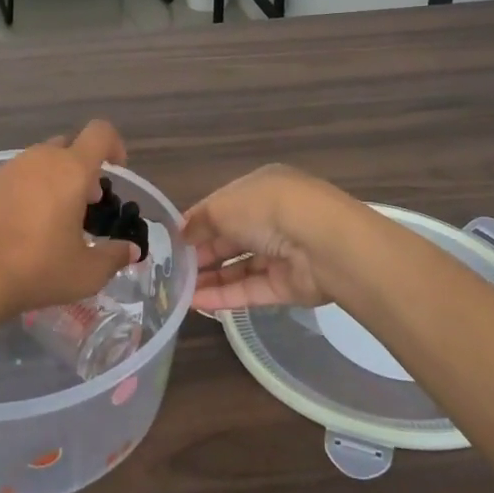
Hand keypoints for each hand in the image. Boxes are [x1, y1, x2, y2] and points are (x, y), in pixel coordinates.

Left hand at [0, 121, 139, 324]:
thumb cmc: (38, 269)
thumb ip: (114, 256)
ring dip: (51, 180)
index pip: (100, 133)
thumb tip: (130, 250)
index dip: (114, 144)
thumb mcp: (86, 272)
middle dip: (81, 168)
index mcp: (70, 170)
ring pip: (38, 162)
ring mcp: (6, 170)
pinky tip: (18, 227)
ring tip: (51, 219)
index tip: (116, 170)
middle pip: (67, 146)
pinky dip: (24, 192)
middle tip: (84, 204)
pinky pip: (12, 178)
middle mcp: (39, 159)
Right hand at [183, 165, 370, 314]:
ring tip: (178, 291)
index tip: (173, 240)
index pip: (223, 206)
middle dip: (202, 252)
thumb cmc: (268, 209)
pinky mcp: (287, 286)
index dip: (198, 222)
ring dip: (210, 277)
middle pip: (230, 238)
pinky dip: (224, 296)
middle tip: (171, 269)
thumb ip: (200, 220)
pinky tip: (196, 303)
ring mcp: (282, 253)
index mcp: (261, 189)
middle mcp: (273, 218)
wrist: (322, 243)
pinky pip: (250, 290)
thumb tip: (181, 233)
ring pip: (240, 266)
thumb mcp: (224, 206)